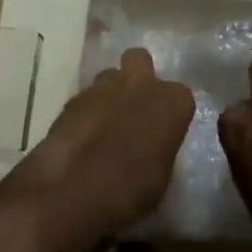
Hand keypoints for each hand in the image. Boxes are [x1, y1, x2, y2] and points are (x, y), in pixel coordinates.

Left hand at [27, 48, 192, 236]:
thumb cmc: (130, 190)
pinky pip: (86, 97)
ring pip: (110, 75)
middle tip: (135, 109)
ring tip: (106, 124)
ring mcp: (102, 87)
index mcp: (172, 102)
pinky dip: (87, 111)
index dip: (171, 113)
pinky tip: (83, 136)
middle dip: (139, 77)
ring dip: (111, 92)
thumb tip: (153, 147)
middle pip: (140, 60)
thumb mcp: (162, 176)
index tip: (165, 132)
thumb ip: (161, 148)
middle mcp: (141, 83)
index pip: (181, 96)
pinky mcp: (71, 98)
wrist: (71, 191)